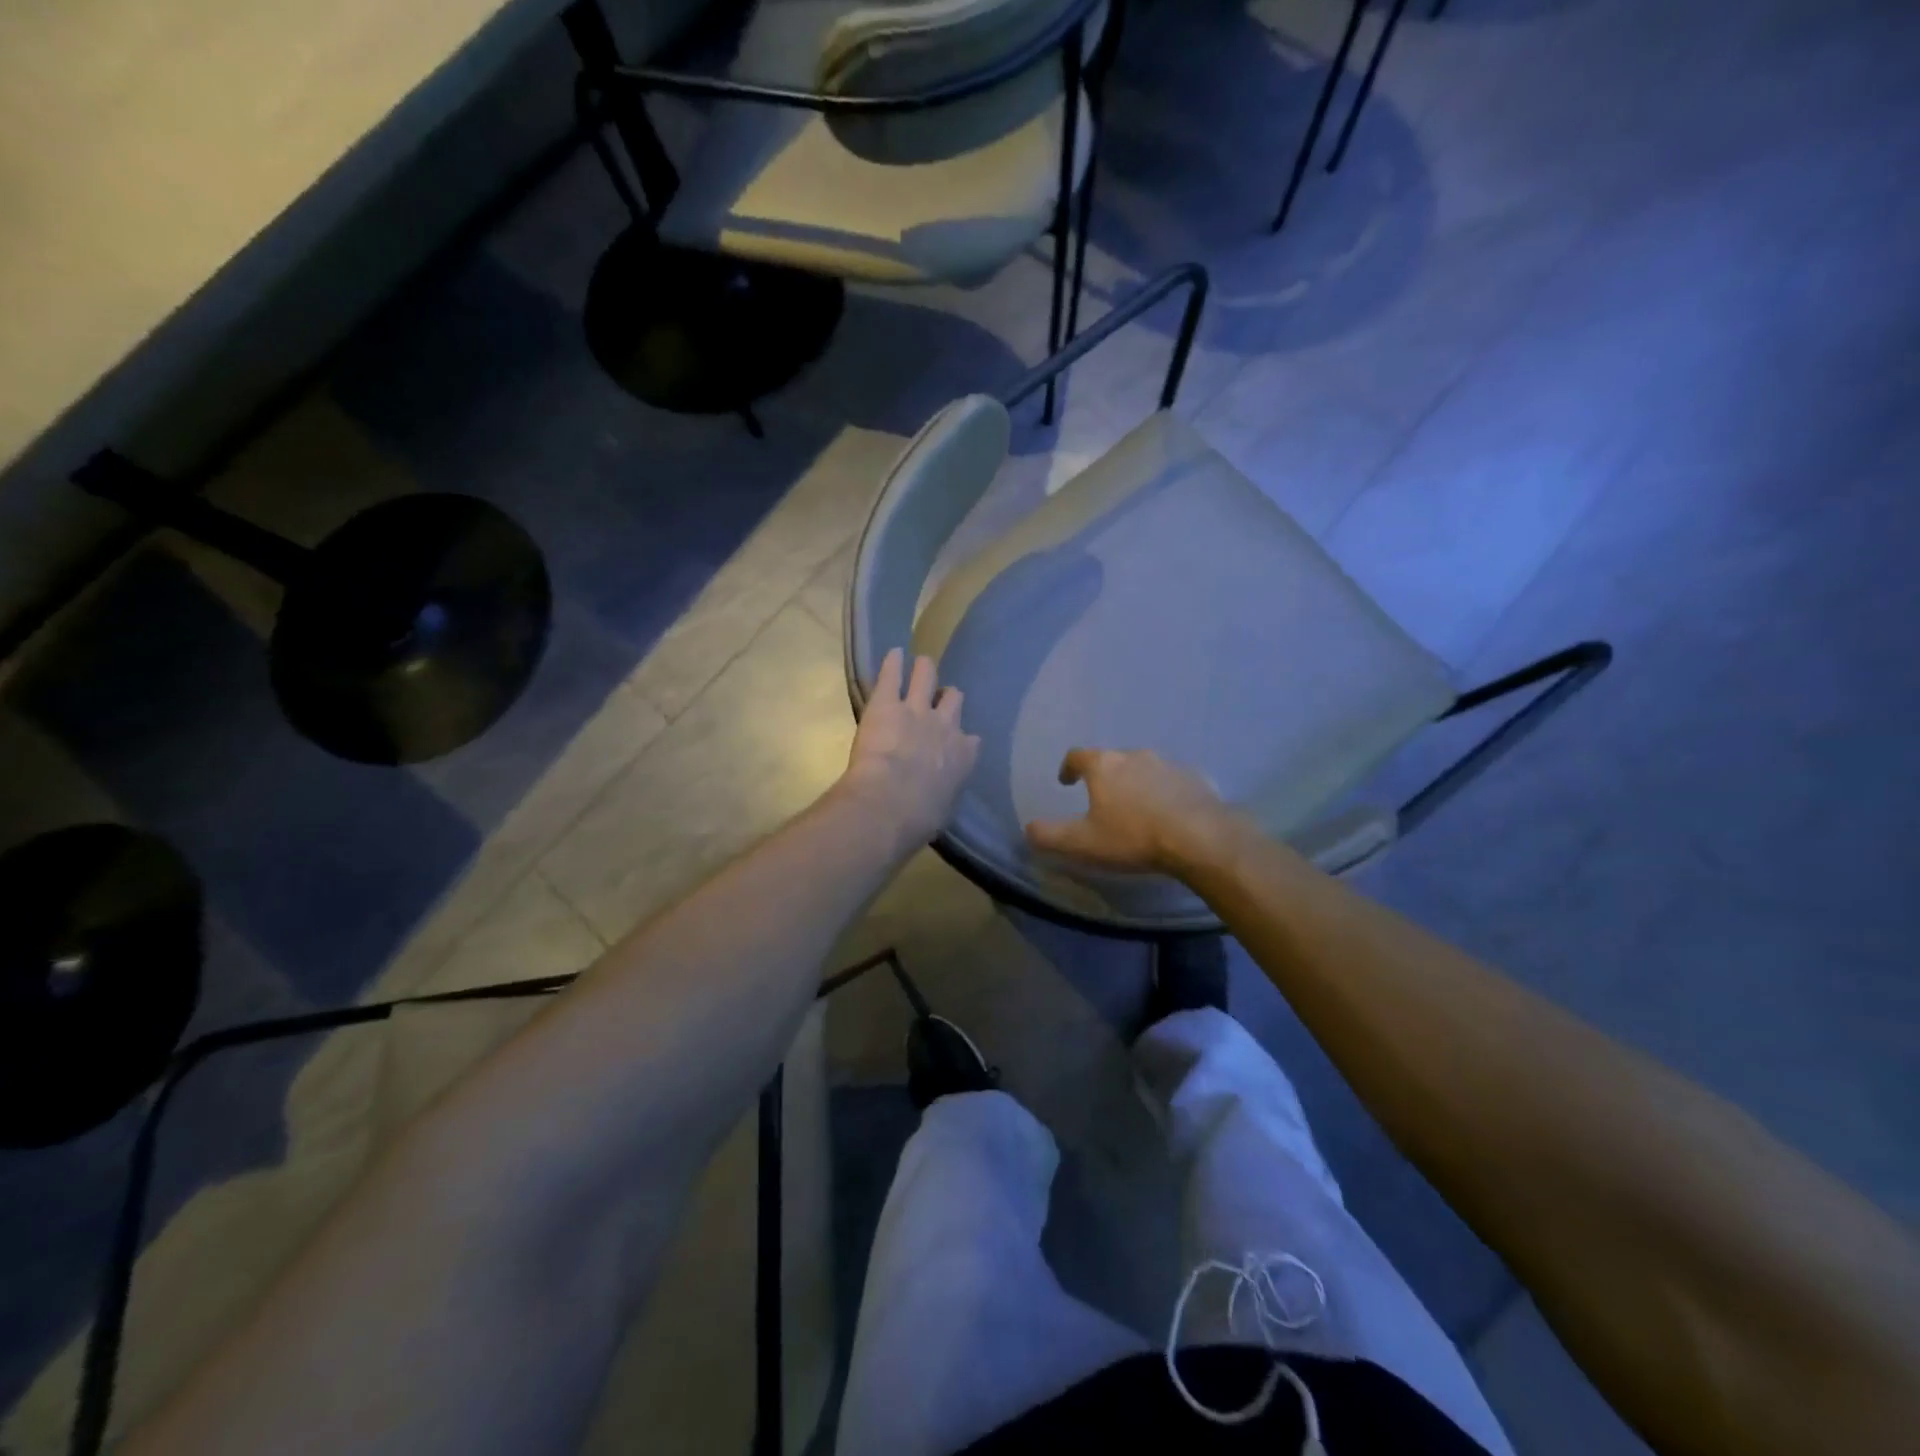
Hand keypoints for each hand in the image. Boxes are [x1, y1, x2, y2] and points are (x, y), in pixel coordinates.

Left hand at [840, 649, 980, 849]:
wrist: (891, 802)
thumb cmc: (919, 817)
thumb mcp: (942, 809)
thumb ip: (943, 794)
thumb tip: (934, 799)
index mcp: (962, 756)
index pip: (970, 741)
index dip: (961, 739)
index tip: (955, 741)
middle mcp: (946, 726)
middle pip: (953, 700)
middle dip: (947, 698)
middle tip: (938, 697)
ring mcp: (917, 709)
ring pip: (927, 676)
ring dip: (924, 670)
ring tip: (921, 664)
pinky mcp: (887, 702)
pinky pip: (893, 673)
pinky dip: (893, 663)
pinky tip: (893, 653)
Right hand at [1024, 748, 1241, 877]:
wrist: (1200, 838)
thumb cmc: (1133, 837)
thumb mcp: (1083, 843)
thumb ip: (1050, 835)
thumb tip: (1028, 829)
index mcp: (1104, 766)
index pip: (1077, 756)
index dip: (1068, 767)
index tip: (1066, 781)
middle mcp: (1135, 755)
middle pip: (1112, 760)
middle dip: (1105, 776)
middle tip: (1102, 799)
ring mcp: (1168, 764)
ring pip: (1144, 768)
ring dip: (1136, 783)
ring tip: (1136, 808)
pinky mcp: (1196, 777)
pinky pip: (1173, 781)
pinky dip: (1166, 792)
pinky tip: (1169, 813)